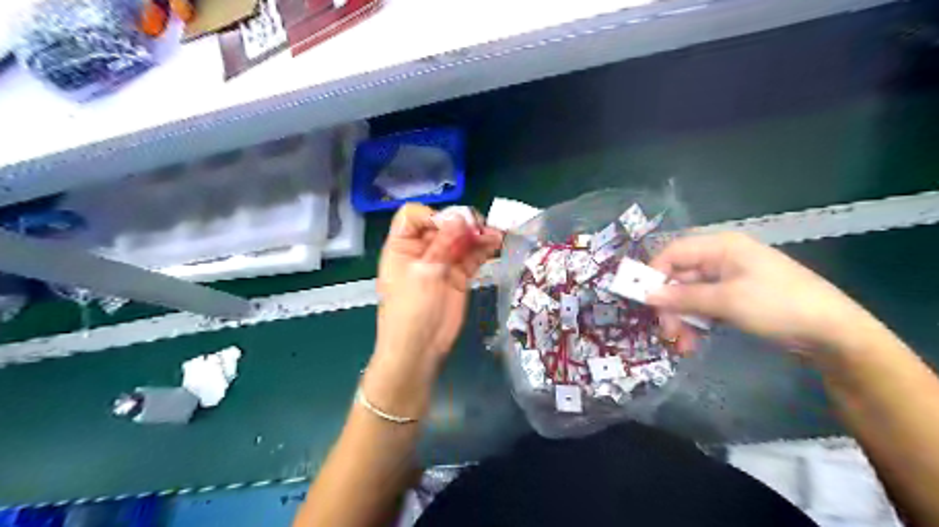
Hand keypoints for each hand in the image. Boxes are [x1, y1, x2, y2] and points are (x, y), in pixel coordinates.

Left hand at [376, 204, 501, 368]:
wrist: (420, 349)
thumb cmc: (410, 310)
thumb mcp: (423, 274)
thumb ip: (442, 244)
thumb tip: (460, 217)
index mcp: (402, 246)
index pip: (413, 216)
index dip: (432, 215)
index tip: (451, 225)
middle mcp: (422, 250)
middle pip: (442, 225)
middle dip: (462, 222)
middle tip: (480, 227)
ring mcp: (442, 263)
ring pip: (460, 239)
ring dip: (477, 234)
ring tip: (494, 235)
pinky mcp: (459, 275)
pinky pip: (472, 256)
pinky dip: (483, 249)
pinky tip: (496, 244)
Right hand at [647, 230, 880, 353]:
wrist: (833, 333)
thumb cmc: (778, 306)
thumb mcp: (727, 301)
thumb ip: (683, 297)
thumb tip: (647, 295)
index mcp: (721, 247)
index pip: (673, 253)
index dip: (654, 274)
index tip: (642, 300)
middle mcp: (721, 258)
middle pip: (680, 277)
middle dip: (670, 305)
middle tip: (666, 332)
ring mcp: (729, 279)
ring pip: (690, 295)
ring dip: (681, 319)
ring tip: (682, 345)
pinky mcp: (735, 298)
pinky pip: (704, 306)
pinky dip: (696, 323)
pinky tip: (693, 343)